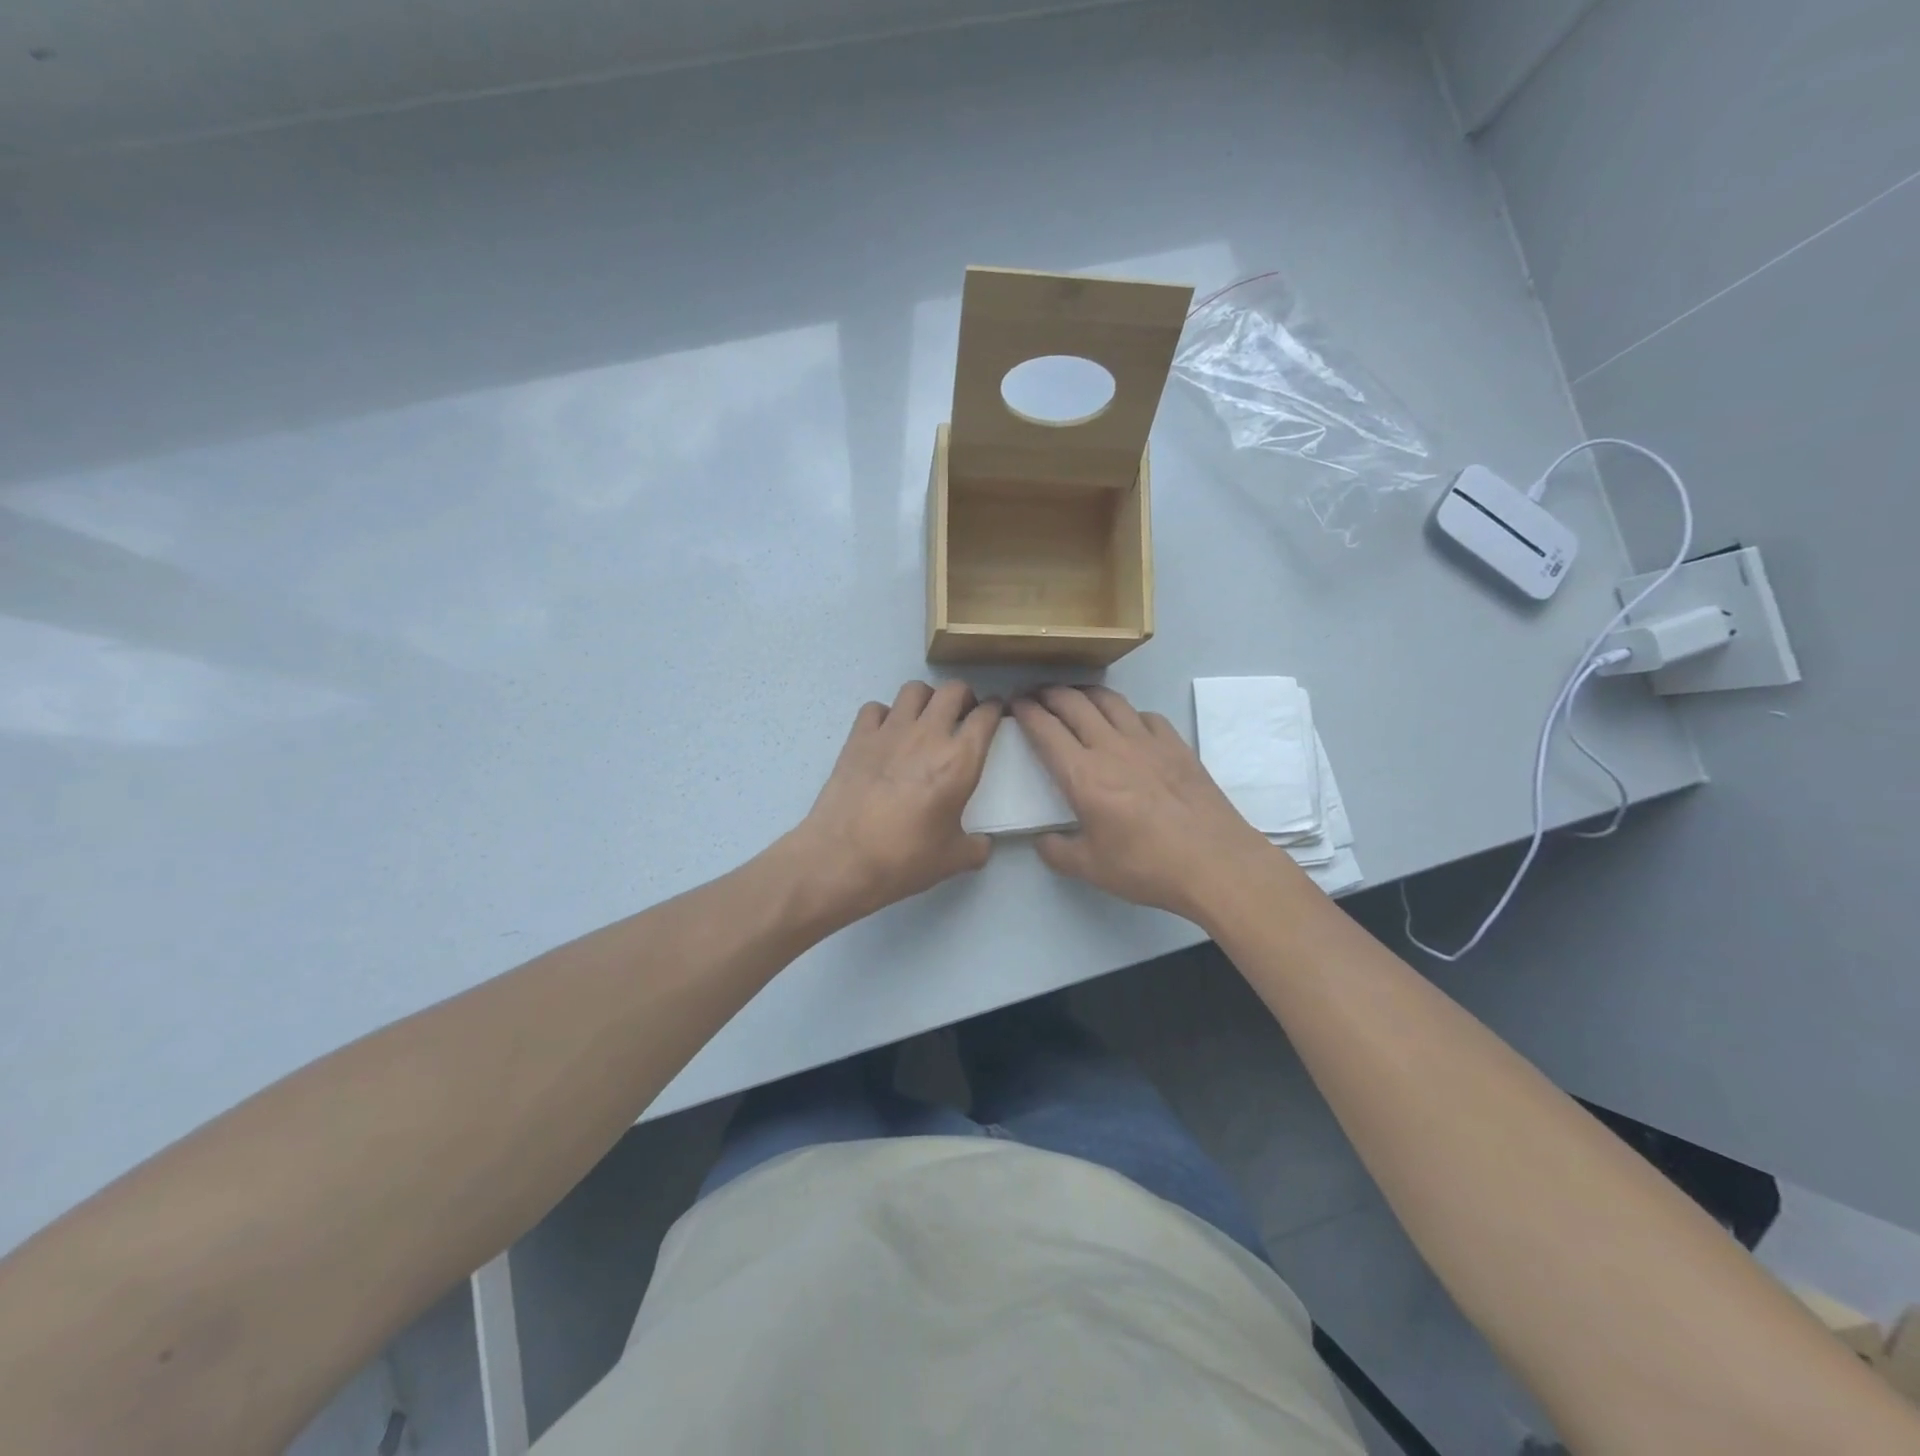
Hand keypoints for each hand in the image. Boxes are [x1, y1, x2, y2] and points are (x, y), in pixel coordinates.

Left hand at [797, 681, 1001, 923]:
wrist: (842, 859)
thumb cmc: (905, 859)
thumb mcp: (954, 859)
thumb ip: (976, 846)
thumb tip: (982, 844)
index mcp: (959, 761)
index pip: (986, 716)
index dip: (994, 710)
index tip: (994, 714)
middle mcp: (928, 735)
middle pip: (953, 690)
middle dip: (964, 696)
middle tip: (963, 714)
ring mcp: (889, 731)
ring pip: (914, 690)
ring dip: (926, 699)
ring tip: (925, 718)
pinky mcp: (858, 738)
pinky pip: (875, 708)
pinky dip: (885, 715)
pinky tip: (885, 734)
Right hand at [1014, 686, 1284, 922]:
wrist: (1214, 862)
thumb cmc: (1146, 866)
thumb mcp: (1090, 869)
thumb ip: (1057, 852)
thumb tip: (1043, 840)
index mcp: (1083, 775)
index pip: (1045, 729)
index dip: (1025, 712)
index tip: (1014, 705)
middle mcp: (1111, 747)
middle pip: (1073, 703)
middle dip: (1048, 693)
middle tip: (1036, 695)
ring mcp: (1147, 741)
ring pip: (1109, 700)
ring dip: (1084, 693)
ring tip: (1074, 698)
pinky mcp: (1176, 745)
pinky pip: (1145, 715)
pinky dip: (1126, 713)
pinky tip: (1126, 725)